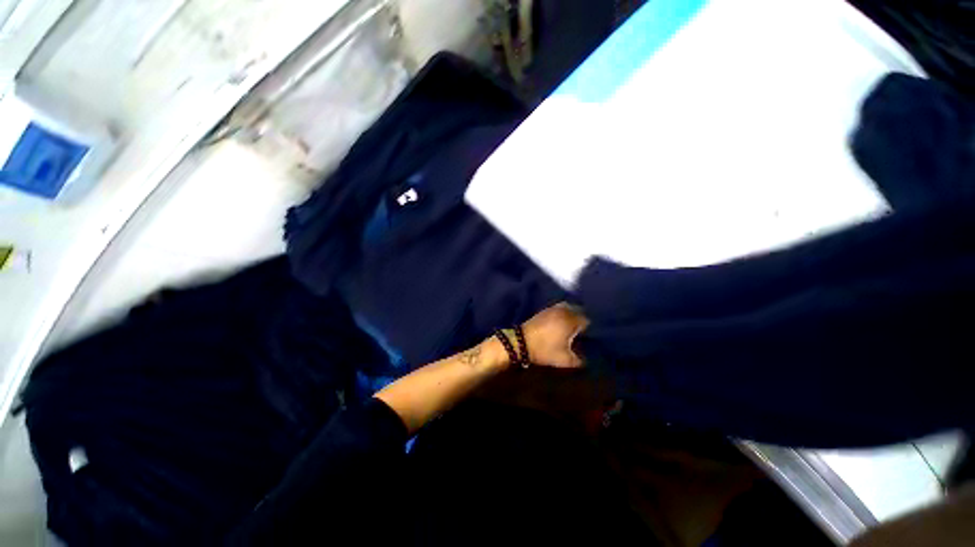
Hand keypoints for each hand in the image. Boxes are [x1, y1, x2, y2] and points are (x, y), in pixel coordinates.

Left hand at [521, 303, 588, 368]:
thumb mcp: (564, 360)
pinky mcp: (544, 310)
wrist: (521, 342)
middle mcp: (563, 311)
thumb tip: (586, 359)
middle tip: (583, 330)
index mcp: (571, 320)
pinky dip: (563, 312)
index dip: (590, 328)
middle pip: (579, 311)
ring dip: (572, 313)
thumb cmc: (545, 349)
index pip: (587, 320)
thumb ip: (579, 360)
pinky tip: (561, 321)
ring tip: (573, 324)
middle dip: (582, 319)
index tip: (589, 336)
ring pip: (568, 307)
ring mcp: (553, 308)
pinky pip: (559, 308)